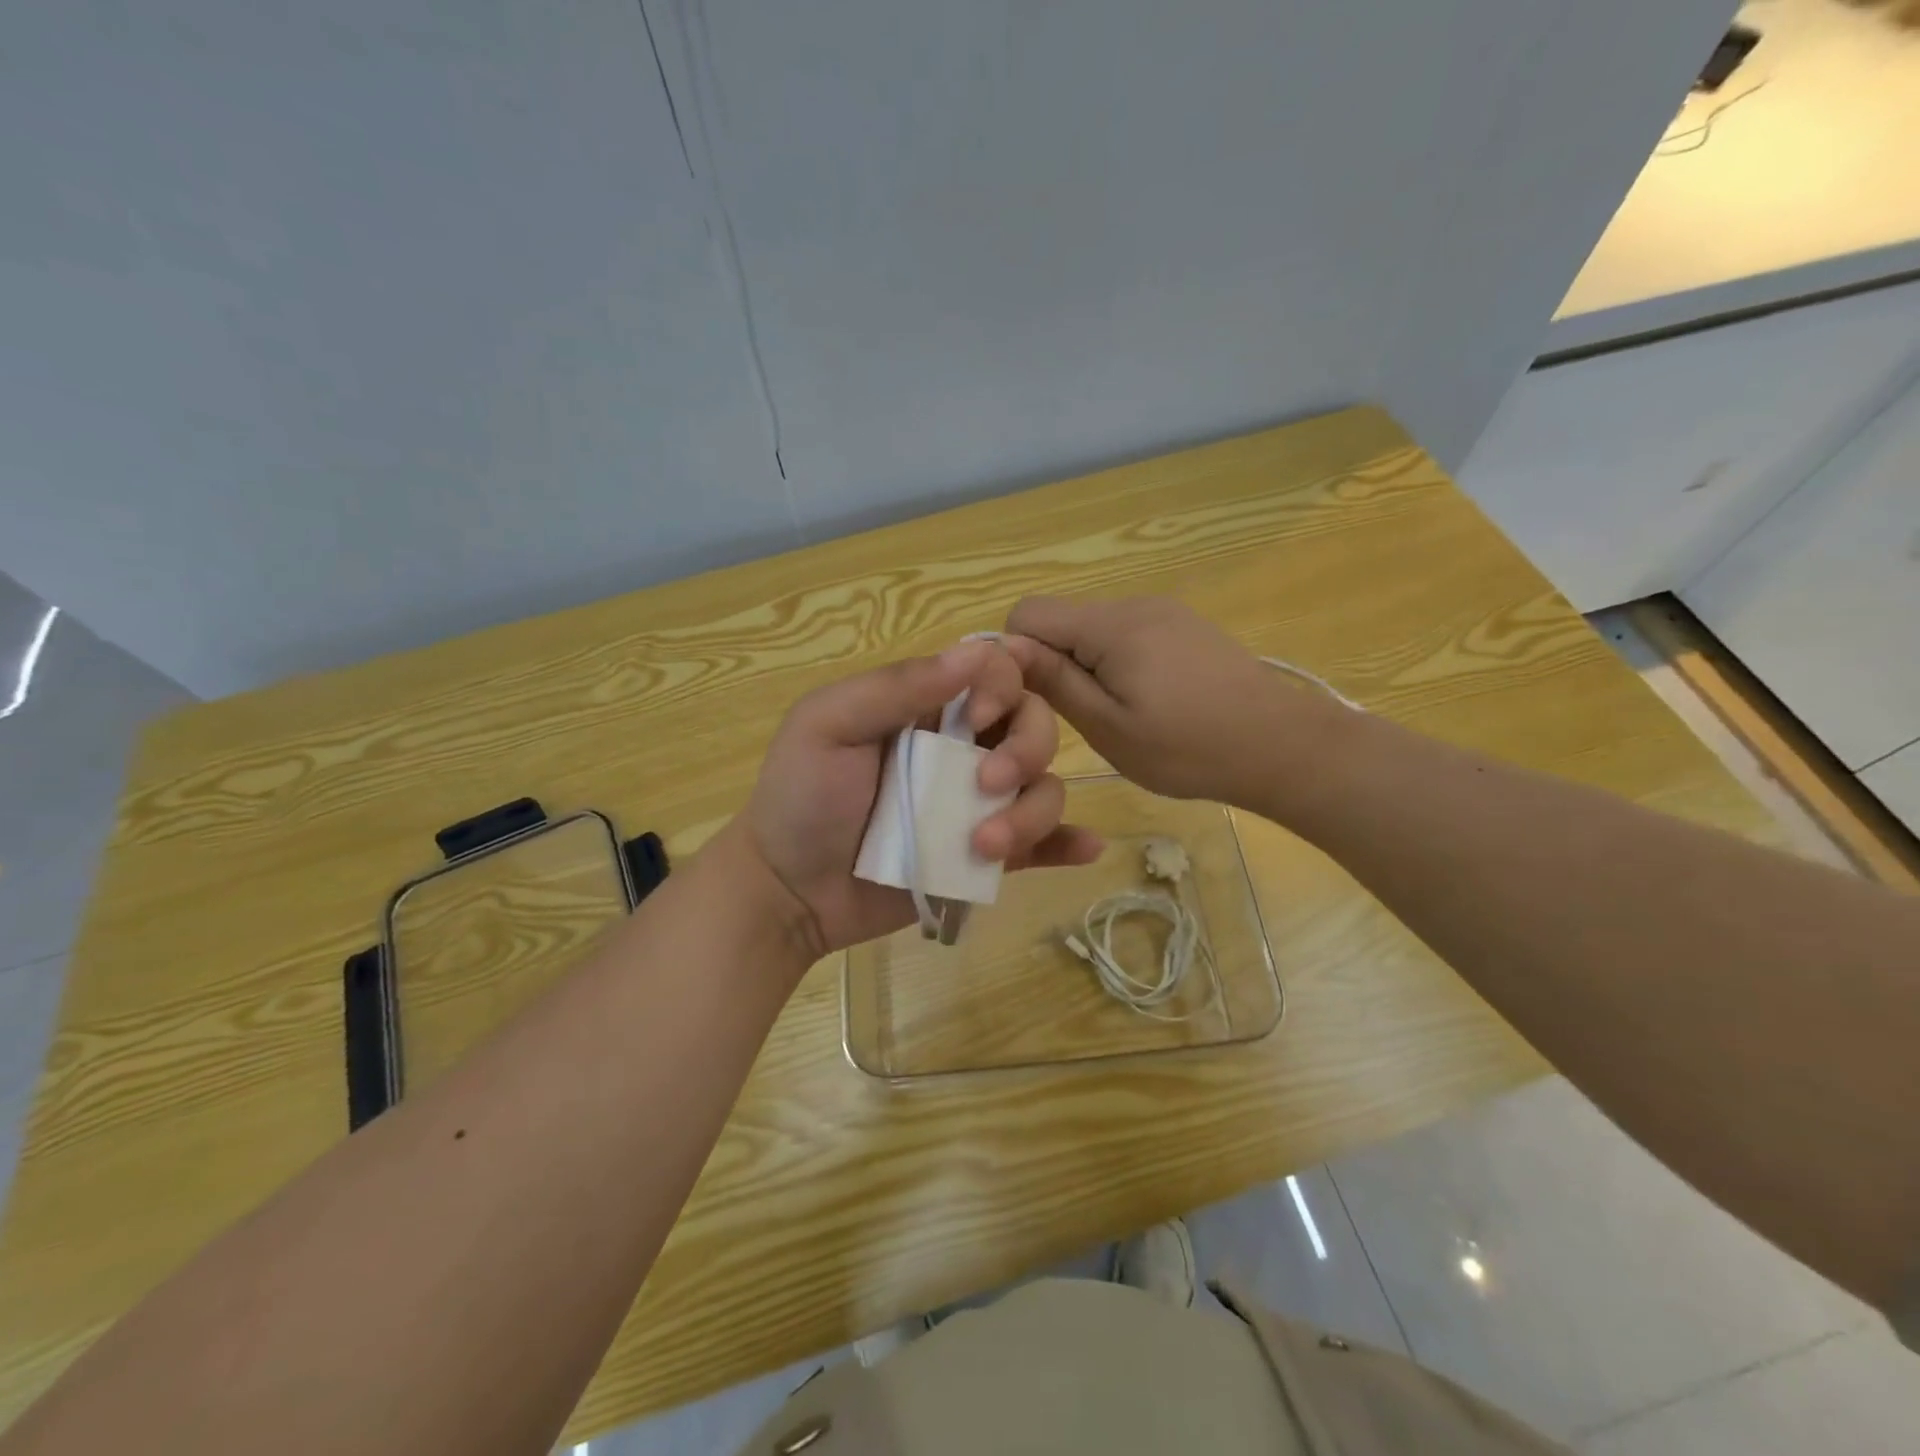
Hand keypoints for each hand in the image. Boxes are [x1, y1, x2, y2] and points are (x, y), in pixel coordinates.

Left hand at [737, 639, 1102, 957]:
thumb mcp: (828, 726)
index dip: (1001, 689)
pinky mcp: (984, 858)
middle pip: (1033, 728)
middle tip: (986, 787)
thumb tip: (974, 652)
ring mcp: (976, 807)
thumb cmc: (800, 797)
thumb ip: (896, 687)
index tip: (973, 722)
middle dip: (1027, 751)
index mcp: (927, 709)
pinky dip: (1067, 843)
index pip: (994, 675)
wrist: (788, 891)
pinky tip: (1086, 847)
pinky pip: (1041, 845)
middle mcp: (962, 750)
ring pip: (1043, 789)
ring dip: (1033, 812)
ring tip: (984, 847)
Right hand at [1003, 595, 1350, 805]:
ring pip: (1093, 630)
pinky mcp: (1183, 626)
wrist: (1282, 746)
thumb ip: (1054, 681)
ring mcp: (1163, 612)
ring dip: (1087, 667)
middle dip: (1054, 664)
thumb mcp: (1108, 726)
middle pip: (1061, 621)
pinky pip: (1126, 635)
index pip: (1027, 613)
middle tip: (1083, 717)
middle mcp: (1133, 604)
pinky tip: (1149, 702)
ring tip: (1120, 715)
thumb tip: (1003, 648)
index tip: (1036, 700)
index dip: (1016, 656)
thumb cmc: (1188, 748)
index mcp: (1109, 625)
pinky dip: (1118, 664)